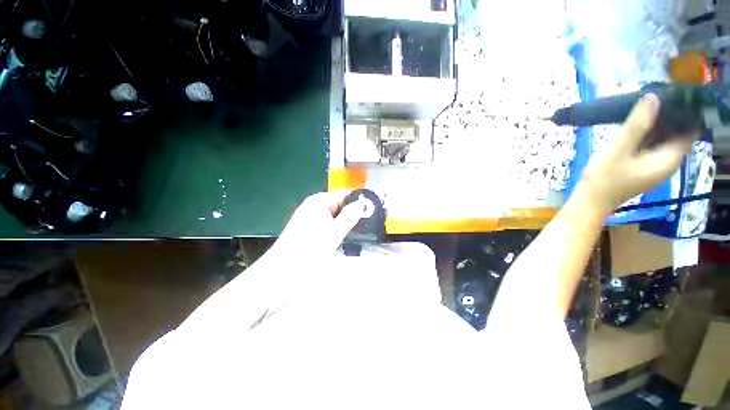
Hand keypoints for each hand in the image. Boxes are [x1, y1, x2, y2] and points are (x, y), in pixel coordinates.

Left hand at [270, 191, 363, 256]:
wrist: (284, 268)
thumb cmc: (310, 248)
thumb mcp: (335, 231)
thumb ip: (350, 216)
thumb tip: (362, 204)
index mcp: (319, 200)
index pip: (343, 195)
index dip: (355, 204)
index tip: (365, 217)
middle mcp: (313, 203)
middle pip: (338, 205)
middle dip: (347, 215)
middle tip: (354, 230)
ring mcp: (308, 214)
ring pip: (332, 215)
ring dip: (340, 223)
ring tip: (343, 236)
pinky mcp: (306, 225)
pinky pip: (325, 222)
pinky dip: (331, 228)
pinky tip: (332, 239)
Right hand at [580, 93, 697, 213]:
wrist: (590, 201)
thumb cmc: (604, 179)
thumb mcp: (618, 150)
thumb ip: (636, 126)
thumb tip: (653, 97)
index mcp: (669, 159)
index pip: (689, 130)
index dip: (684, 113)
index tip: (670, 96)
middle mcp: (668, 161)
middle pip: (678, 133)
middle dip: (669, 115)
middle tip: (653, 97)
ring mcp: (656, 165)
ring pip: (665, 138)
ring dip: (658, 123)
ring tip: (644, 107)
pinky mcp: (645, 165)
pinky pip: (654, 144)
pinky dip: (649, 134)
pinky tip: (637, 125)